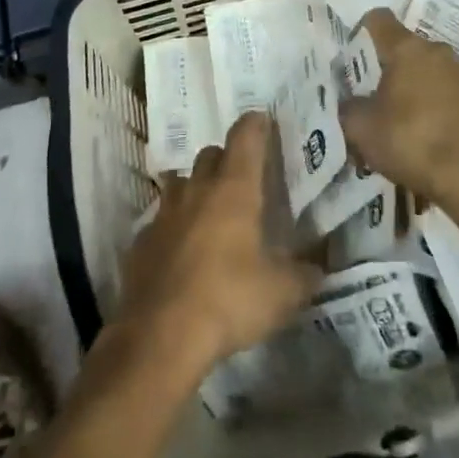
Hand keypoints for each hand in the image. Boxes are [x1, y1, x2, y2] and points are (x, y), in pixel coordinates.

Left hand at [117, 112, 321, 375]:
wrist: (159, 337)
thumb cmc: (228, 301)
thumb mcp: (281, 294)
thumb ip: (304, 275)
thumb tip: (317, 269)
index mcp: (234, 188)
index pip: (245, 136)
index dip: (256, 124)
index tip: (264, 120)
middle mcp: (197, 189)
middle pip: (211, 155)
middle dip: (227, 160)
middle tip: (243, 181)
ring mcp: (164, 213)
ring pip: (182, 183)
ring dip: (197, 190)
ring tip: (212, 214)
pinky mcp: (141, 241)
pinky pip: (162, 220)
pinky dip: (175, 227)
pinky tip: (184, 253)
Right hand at [339, 9, 458, 215]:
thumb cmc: (414, 143)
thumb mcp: (363, 131)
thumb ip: (349, 108)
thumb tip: (350, 102)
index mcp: (406, 49)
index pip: (379, 20)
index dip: (364, 32)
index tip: (356, 56)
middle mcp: (439, 51)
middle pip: (408, 50)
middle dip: (393, 71)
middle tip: (381, 103)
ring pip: (435, 73)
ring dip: (422, 90)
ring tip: (413, 127)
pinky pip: (457, 96)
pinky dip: (446, 109)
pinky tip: (440, 139)